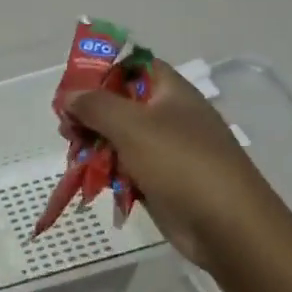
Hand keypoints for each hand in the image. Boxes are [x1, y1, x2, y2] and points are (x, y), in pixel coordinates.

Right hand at [67, 59, 281, 269]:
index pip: (133, 66)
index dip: (101, 71)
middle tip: (66, 129)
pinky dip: (105, 169)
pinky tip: (88, 177)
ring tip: (73, 154)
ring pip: (118, 136)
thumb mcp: (132, 126)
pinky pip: (124, 165)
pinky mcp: (158, 178)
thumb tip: (68, 95)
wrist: (225, 225)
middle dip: (89, 113)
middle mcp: (169, 115)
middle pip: (120, 102)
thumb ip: (95, 105)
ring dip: (92, 143)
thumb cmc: (180, 164)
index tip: (71, 89)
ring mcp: (164, 149)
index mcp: (171, 92)